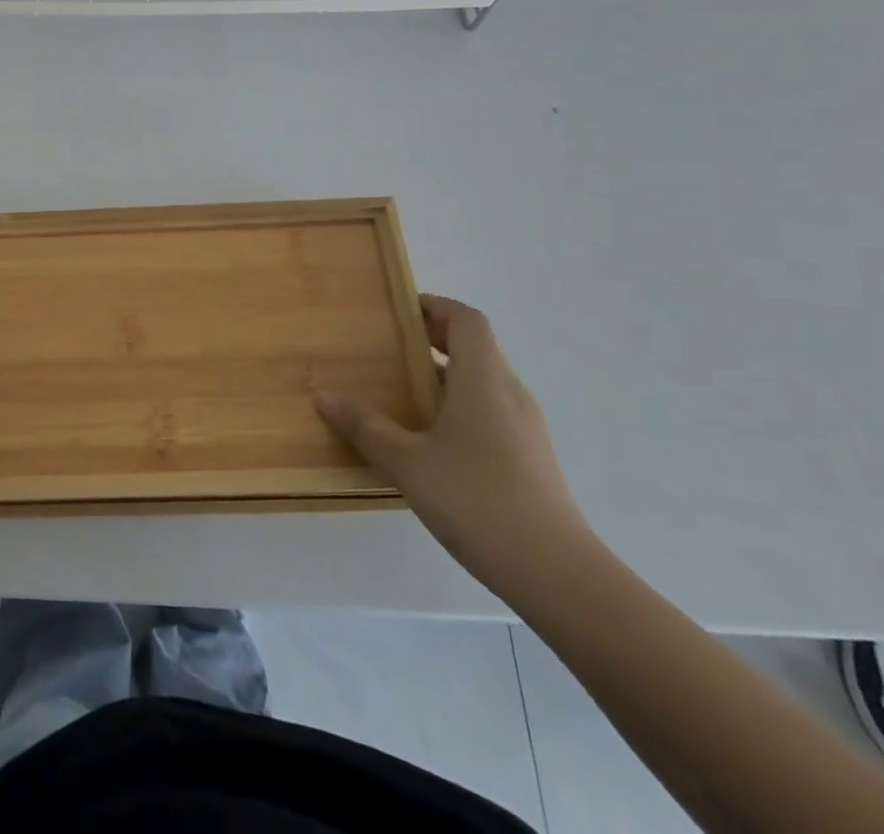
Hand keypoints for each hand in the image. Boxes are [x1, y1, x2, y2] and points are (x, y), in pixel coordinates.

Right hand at [315, 294, 595, 597]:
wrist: (559, 576)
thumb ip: (366, 428)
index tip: (397, 311)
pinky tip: (428, 440)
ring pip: (481, 381)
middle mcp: (508, 394)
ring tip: (398, 392)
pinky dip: (457, 406)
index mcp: (483, 381)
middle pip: (474, 347)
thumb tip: (325, 397)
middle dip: (431, 339)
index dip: (434, 306)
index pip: (466, 320)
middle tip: (385, 349)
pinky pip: (488, 411)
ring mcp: (524, 428)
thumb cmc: (479, 502)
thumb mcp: (408, 464)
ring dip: (442, 376)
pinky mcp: (528, 458)